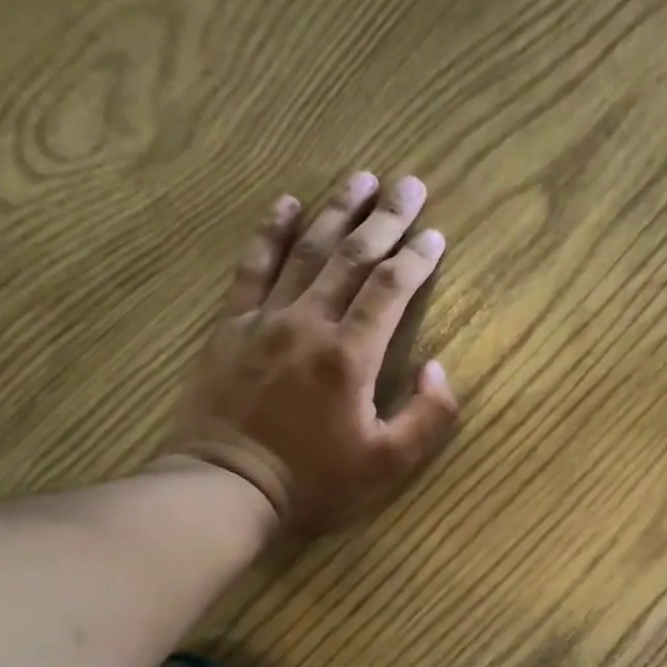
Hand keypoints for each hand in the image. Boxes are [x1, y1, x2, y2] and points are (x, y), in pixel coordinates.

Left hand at [163, 171, 459, 537]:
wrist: (226, 488)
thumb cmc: (314, 482)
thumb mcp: (388, 464)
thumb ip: (428, 416)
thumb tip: (439, 367)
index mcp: (350, 355)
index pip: (390, 289)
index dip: (416, 258)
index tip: (436, 233)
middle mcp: (309, 323)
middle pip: (352, 257)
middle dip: (385, 218)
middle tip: (408, 184)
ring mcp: (264, 319)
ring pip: (306, 251)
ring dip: (336, 211)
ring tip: (360, 179)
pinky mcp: (230, 326)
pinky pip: (252, 267)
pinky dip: (270, 232)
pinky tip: (285, 203)